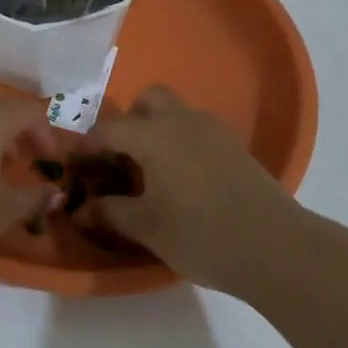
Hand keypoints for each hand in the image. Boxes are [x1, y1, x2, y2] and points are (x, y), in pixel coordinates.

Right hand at [81, 86, 300, 291]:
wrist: (273, 246)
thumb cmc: (199, 234)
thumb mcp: (146, 226)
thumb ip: (110, 212)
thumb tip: (82, 208)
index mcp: (154, 135)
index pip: (109, 129)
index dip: (87, 146)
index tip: (74, 166)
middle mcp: (183, 122)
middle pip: (149, 100)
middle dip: (129, 121)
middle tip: (120, 158)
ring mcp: (215, 132)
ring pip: (178, 113)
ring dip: (158, 129)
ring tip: (151, 170)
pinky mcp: (237, 148)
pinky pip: (199, 131)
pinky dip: (182, 142)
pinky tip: (183, 179)